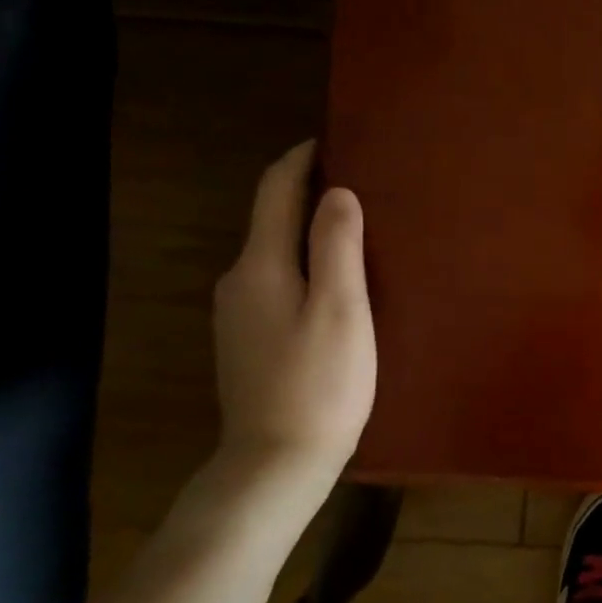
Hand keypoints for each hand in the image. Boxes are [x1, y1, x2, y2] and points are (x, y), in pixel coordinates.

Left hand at [208, 142, 376, 509]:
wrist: (276, 463)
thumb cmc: (320, 382)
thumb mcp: (341, 309)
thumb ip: (337, 245)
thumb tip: (337, 192)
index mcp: (260, 266)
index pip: (274, 192)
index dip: (301, 160)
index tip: (333, 140)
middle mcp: (239, 281)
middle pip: (272, 220)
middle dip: (310, 193)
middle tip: (362, 184)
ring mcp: (239, 314)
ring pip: (277, 253)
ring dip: (310, 231)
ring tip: (358, 229)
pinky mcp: (250, 341)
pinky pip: (279, 282)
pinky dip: (307, 265)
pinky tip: (338, 282)